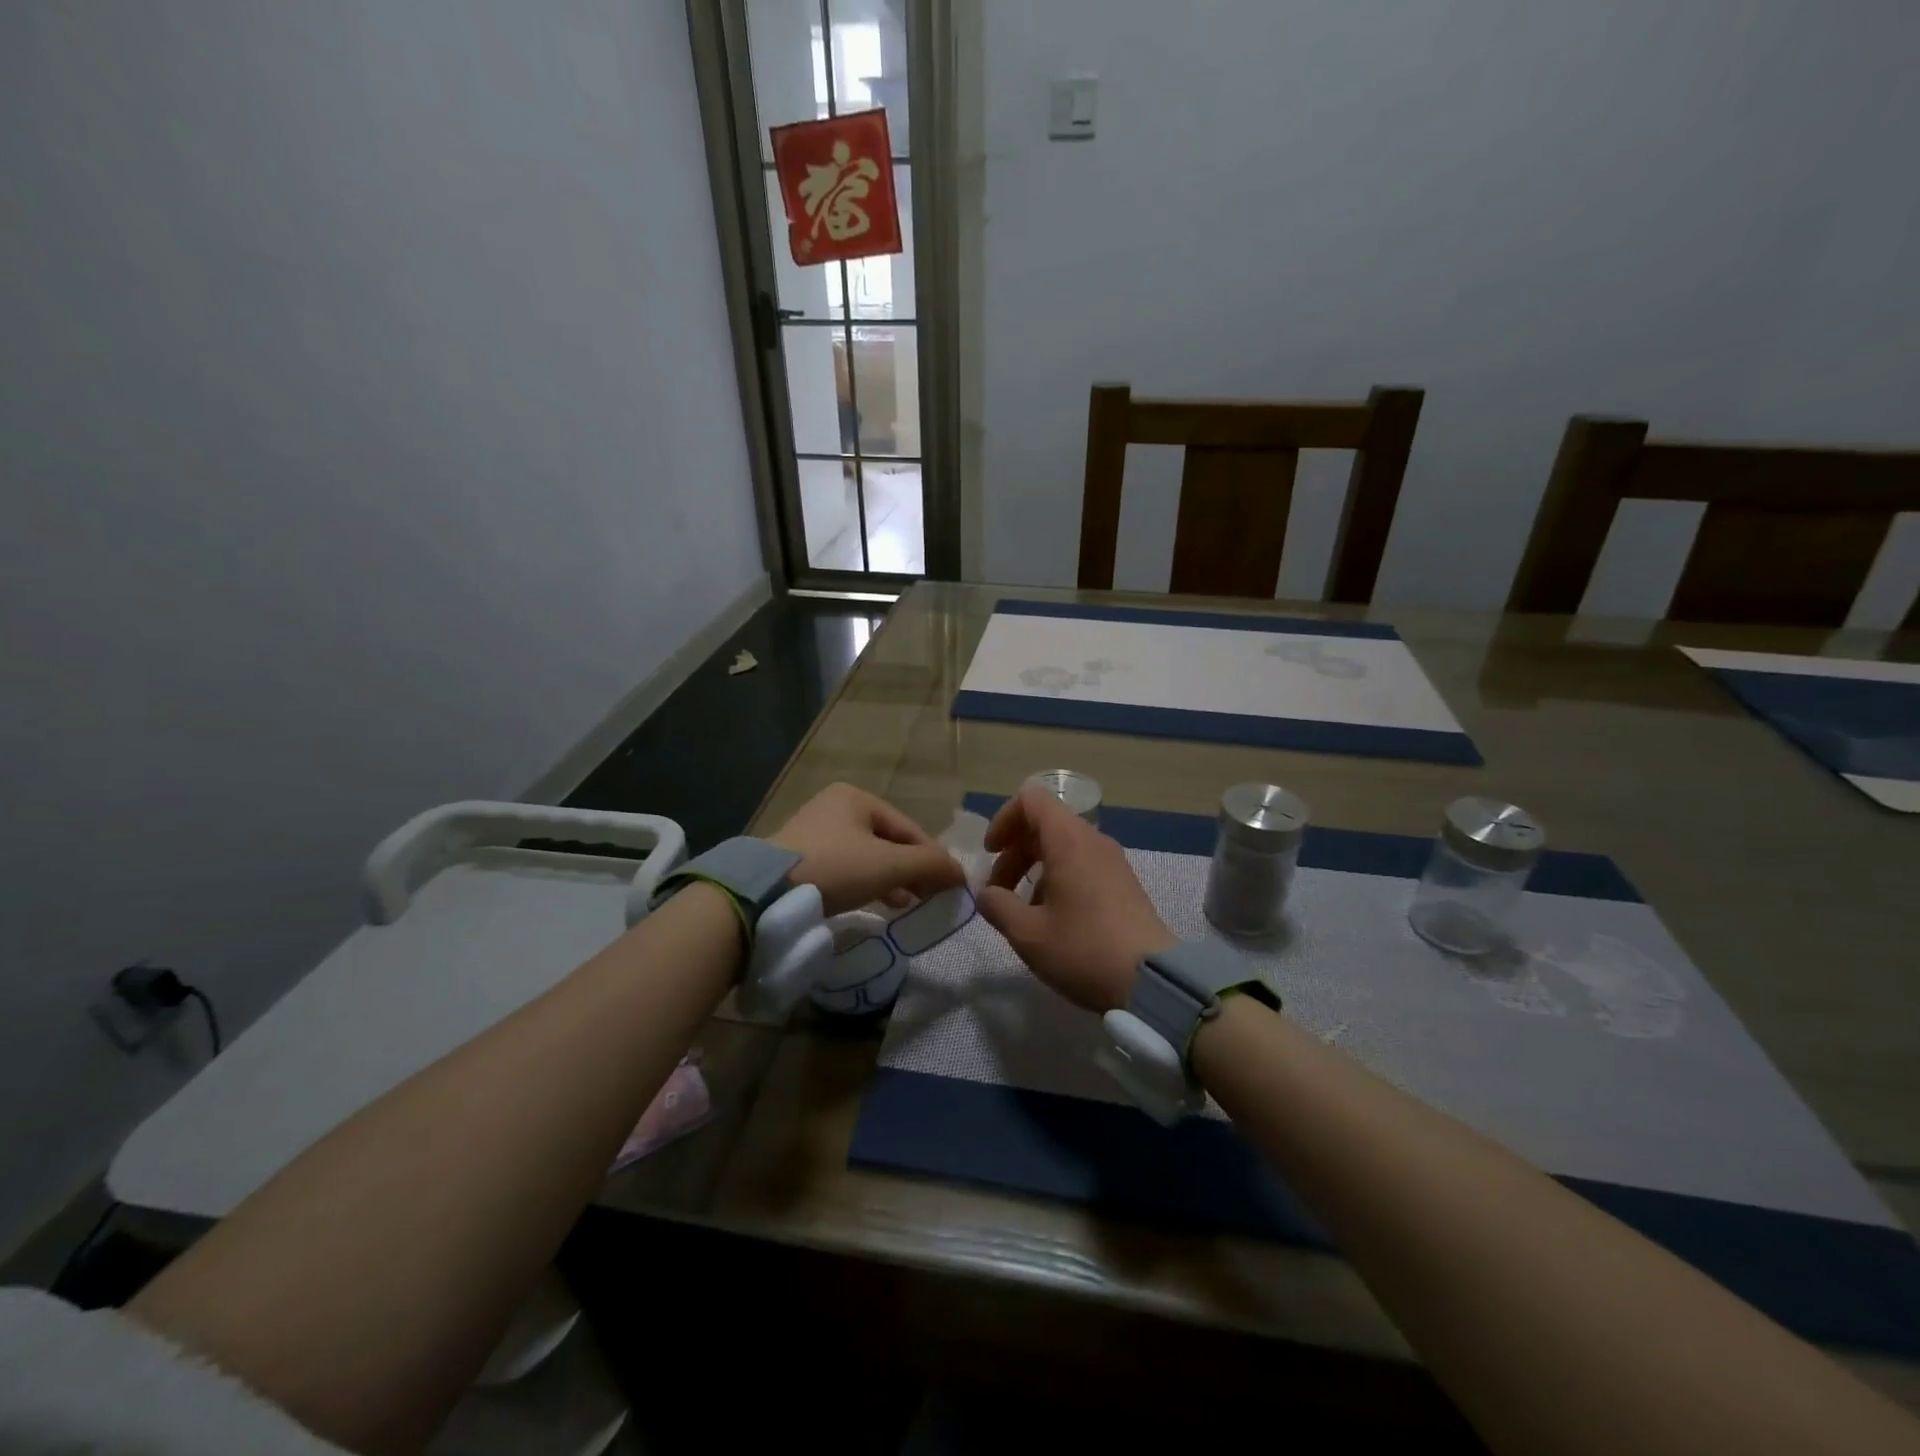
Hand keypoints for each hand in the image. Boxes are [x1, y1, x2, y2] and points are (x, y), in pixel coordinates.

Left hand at [771, 783, 964, 916]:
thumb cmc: (834, 868)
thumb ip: (930, 866)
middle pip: (889, 842)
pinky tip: (878, 904)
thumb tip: (962, 874)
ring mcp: (814, 832)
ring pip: (867, 857)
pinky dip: (866, 884)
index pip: (909, 828)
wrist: (764, 894)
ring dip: (891, 880)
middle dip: (911, 870)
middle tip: (929, 898)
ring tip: (907, 905)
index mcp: (857, 798)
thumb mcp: (888, 865)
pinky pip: (846, 869)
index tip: (949, 887)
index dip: (933, 858)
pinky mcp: (800, 859)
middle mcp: (835, 807)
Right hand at [976, 785, 1173, 1012]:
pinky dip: (1057, 879)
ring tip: (1021, 910)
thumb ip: (997, 906)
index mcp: (1068, 840)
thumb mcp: (1027, 933)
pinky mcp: (1123, 884)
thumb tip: (986, 893)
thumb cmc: (1083, 950)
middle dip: (1014, 851)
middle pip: (1044, 824)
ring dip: (1034, 868)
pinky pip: (1081, 864)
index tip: (990, 854)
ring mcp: (1112, 861)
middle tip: (998, 891)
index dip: (1003, 819)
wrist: (1152, 982)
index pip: (1031, 799)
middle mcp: (1092, 841)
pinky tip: (1051, 919)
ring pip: (1062, 846)